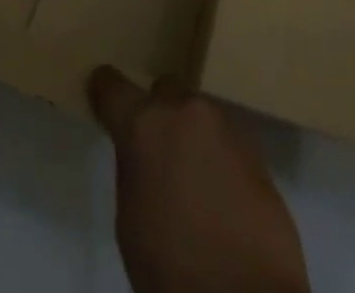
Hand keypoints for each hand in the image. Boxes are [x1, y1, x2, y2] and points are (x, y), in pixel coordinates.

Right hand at [89, 66, 309, 292]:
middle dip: (157, 111)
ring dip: (189, 132)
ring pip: (197, 112)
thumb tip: (141, 153)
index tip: (101, 94)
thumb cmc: (174, 267)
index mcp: (145, 125)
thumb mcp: (130, 223)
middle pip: (164, 90)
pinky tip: (217, 189)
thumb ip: (132, 170)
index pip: (113, 87)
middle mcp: (185, 110)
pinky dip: (215, 152)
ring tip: (190, 176)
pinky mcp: (254, 145)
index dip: (103, 90)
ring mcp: (224, 123)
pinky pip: (223, 136)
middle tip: (155, 150)